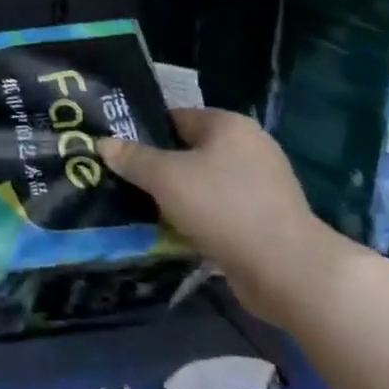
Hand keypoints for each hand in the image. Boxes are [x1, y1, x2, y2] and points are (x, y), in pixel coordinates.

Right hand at [101, 108, 348, 325]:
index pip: (174, 118)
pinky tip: (172, 232)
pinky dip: (196, 218)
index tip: (115, 152)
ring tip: (140, 209)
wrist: (286, 270)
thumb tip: (103, 143)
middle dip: (156, 168)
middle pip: (188, 151)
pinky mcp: (263, 219)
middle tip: (121, 182)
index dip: (142, 132)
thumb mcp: (166, 178)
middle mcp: (248, 147)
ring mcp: (260, 185)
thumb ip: (132, 158)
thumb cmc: (223, 208)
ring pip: (202, 183)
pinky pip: (217, 210)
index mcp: (228, 125)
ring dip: (175, 197)